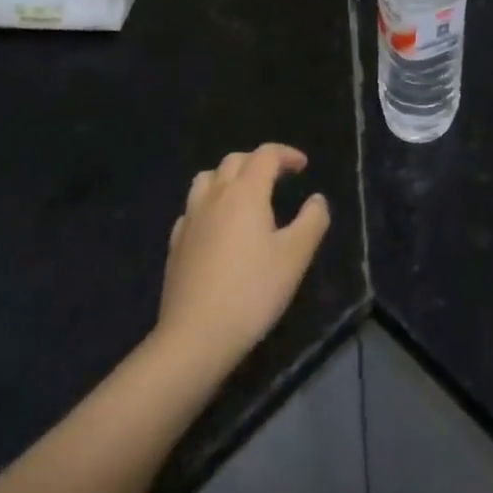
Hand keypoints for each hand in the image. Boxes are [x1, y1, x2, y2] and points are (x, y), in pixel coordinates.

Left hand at [157, 144, 329, 375]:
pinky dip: (209, 204)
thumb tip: (317, 199)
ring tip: (244, 195)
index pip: (265, 155)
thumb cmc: (251, 292)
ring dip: (228, 177)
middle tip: (278, 177)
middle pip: (234, 161)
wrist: (194, 338)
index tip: (303, 166)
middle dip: (258, 161)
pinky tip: (217, 226)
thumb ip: (312, 221)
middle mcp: (215, 196)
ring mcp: (190, 219)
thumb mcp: (295, 257)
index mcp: (245, 193)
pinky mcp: (175, 244)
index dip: (286, 154)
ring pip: (207, 179)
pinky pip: (192, 208)